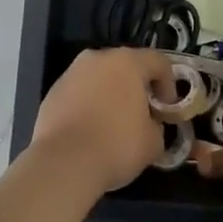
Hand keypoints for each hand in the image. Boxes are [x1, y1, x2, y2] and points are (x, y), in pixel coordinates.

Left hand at [31, 48, 175, 195]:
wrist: (64, 163)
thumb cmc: (117, 146)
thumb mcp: (154, 141)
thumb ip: (157, 125)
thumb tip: (150, 124)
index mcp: (127, 62)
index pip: (158, 62)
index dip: (169, 84)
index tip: (167, 109)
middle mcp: (98, 58)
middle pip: (126, 65)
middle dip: (138, 86)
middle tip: (143, 112)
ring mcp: (72, 73)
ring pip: (100, 77)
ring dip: (111, 93)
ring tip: (114, 121)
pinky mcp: (53, 91)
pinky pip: (80, 92)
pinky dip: (89, 104)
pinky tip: (91, 129)